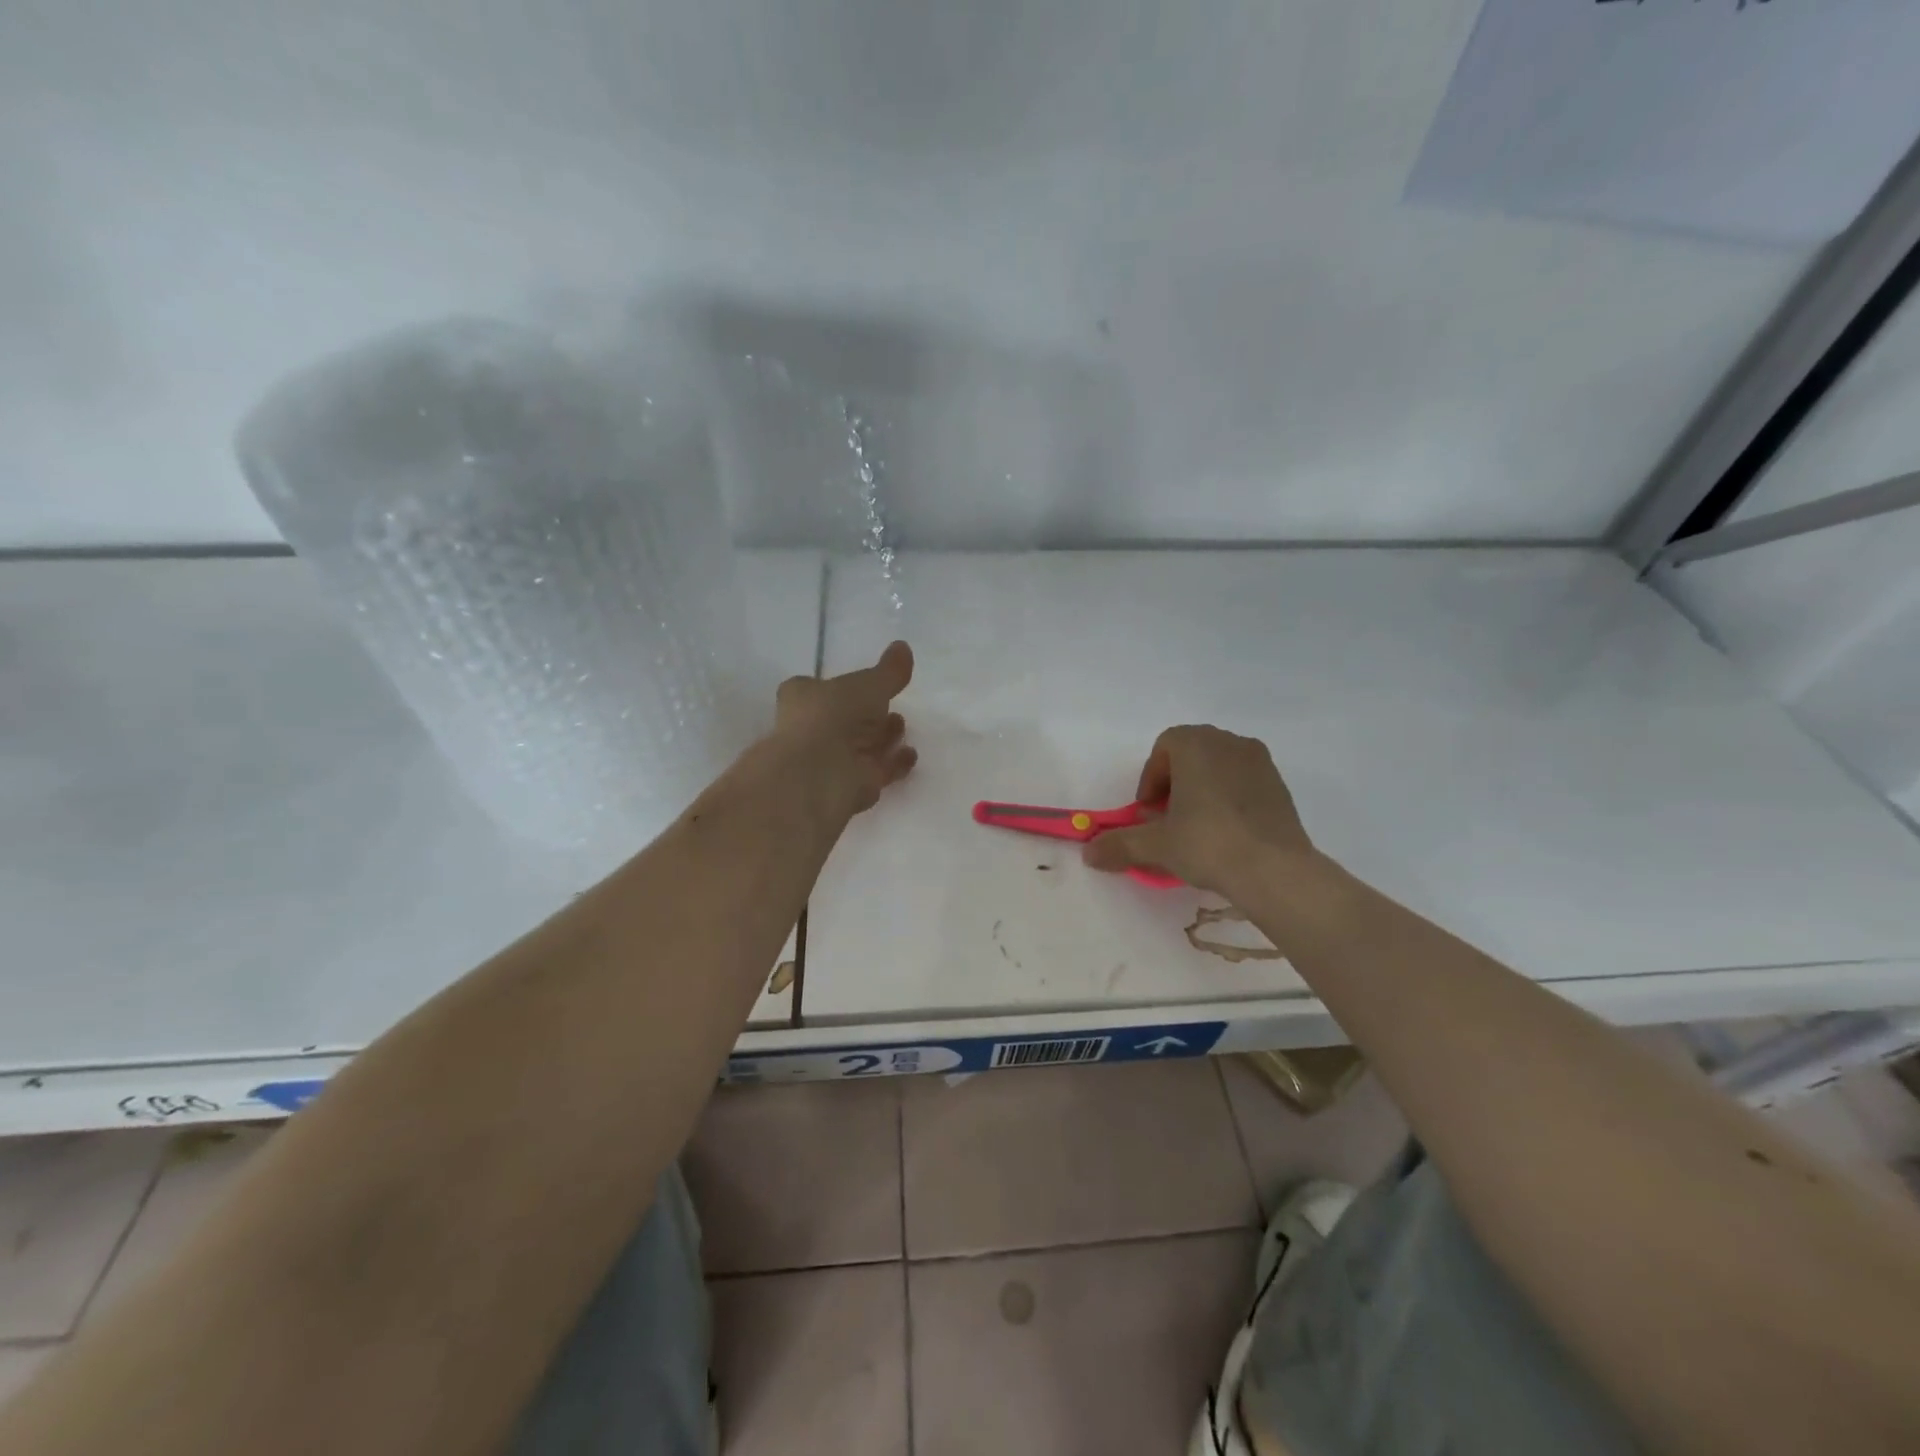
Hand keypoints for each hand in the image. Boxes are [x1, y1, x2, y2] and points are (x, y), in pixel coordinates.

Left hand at [773, 640, 918, 814]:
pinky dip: (893, 763)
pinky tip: (909, 755)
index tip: (869, 687)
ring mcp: (828, 760)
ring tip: (902, 729)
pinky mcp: (847, 786)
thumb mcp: (869, 683)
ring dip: (882, 739)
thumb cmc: (835, 714)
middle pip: (844, 721)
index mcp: (803, 697)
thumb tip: (903, 646)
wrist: (821, 770)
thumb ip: (888, 670)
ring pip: (859, 747)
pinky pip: (874, 771)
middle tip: (892, 712)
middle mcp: (811, 728)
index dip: (843, 688)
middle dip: (870, 717)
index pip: (820, 688)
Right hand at [1082, 725, 1313, 894]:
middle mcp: (1229, 742)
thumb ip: (1119, 844)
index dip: (1150, 779)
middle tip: (1168, 819)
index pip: (1164, 747)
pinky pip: (1243, 782)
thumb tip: (1088, 853)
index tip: (1149, 812)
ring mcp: (1260, 761)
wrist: (1275, 870)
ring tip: (1197, 828)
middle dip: (1174, 782)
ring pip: (1219, 766)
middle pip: (1191, 753)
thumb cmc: (1208, 843)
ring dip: (1202, 789)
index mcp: (1196, 744)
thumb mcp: (1156, 845)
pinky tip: (1226, 834)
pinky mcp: (1280, 785)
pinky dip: (1229, 799)